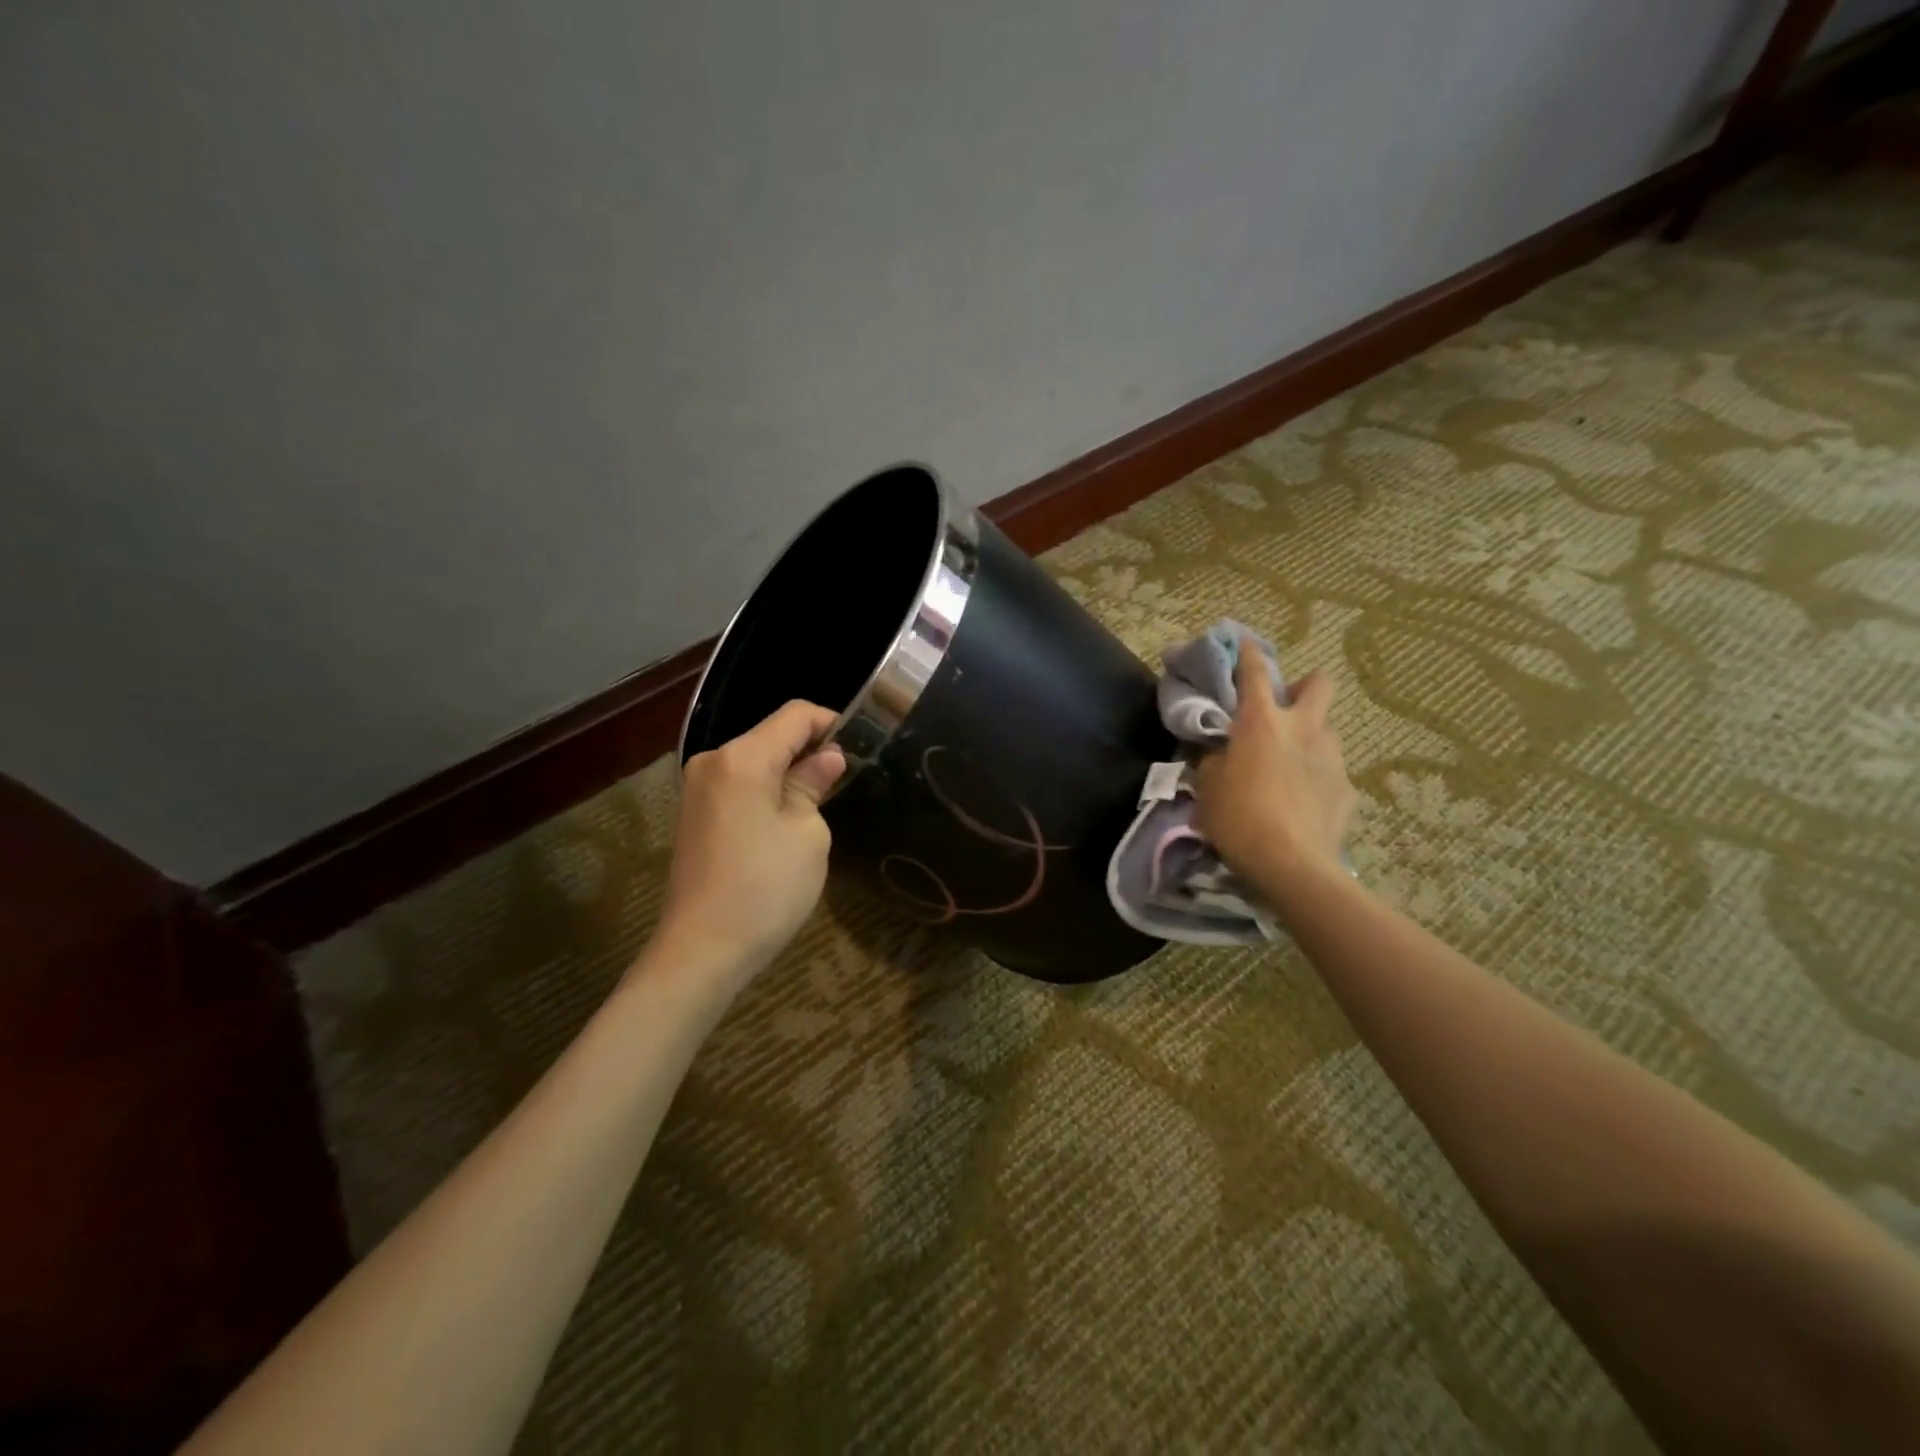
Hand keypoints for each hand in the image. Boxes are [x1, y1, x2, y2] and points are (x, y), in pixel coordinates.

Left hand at [659, 700, 846, 983]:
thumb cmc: (765, 889)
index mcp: (742, 758)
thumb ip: (814, 784)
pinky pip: (740, 785)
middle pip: (773, 735)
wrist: (702, 951)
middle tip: (848, 779)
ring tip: (823, 802)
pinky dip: (768, 790)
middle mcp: (713, 761)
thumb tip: (828, 758)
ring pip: (757, 760)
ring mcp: (698, 788)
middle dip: (812, 749)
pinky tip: (788, 820)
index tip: (863, 746)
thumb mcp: (807, 834)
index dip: (833, 723)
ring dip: (790, 772)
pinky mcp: (695, 814)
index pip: (796, 715)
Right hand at [1194, 645, 1355, 899]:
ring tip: (1289, 763)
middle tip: (1283, 709)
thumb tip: (1222, 755)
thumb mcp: (1207, 788)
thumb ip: (1215, 761)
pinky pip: (1330, 771)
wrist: (1292, 864)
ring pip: (1325, 728)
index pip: (1255, 672)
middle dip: (1303, 686)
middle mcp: (1302, 728)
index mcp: (1261, 721)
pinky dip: (1315, 777)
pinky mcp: (1347, 788)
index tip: (1244, 641)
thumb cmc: (1238, 818)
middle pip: (1318, 682)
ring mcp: (1331, 756)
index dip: (1248, 653)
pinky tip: (1301, 802)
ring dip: (1309, 735)